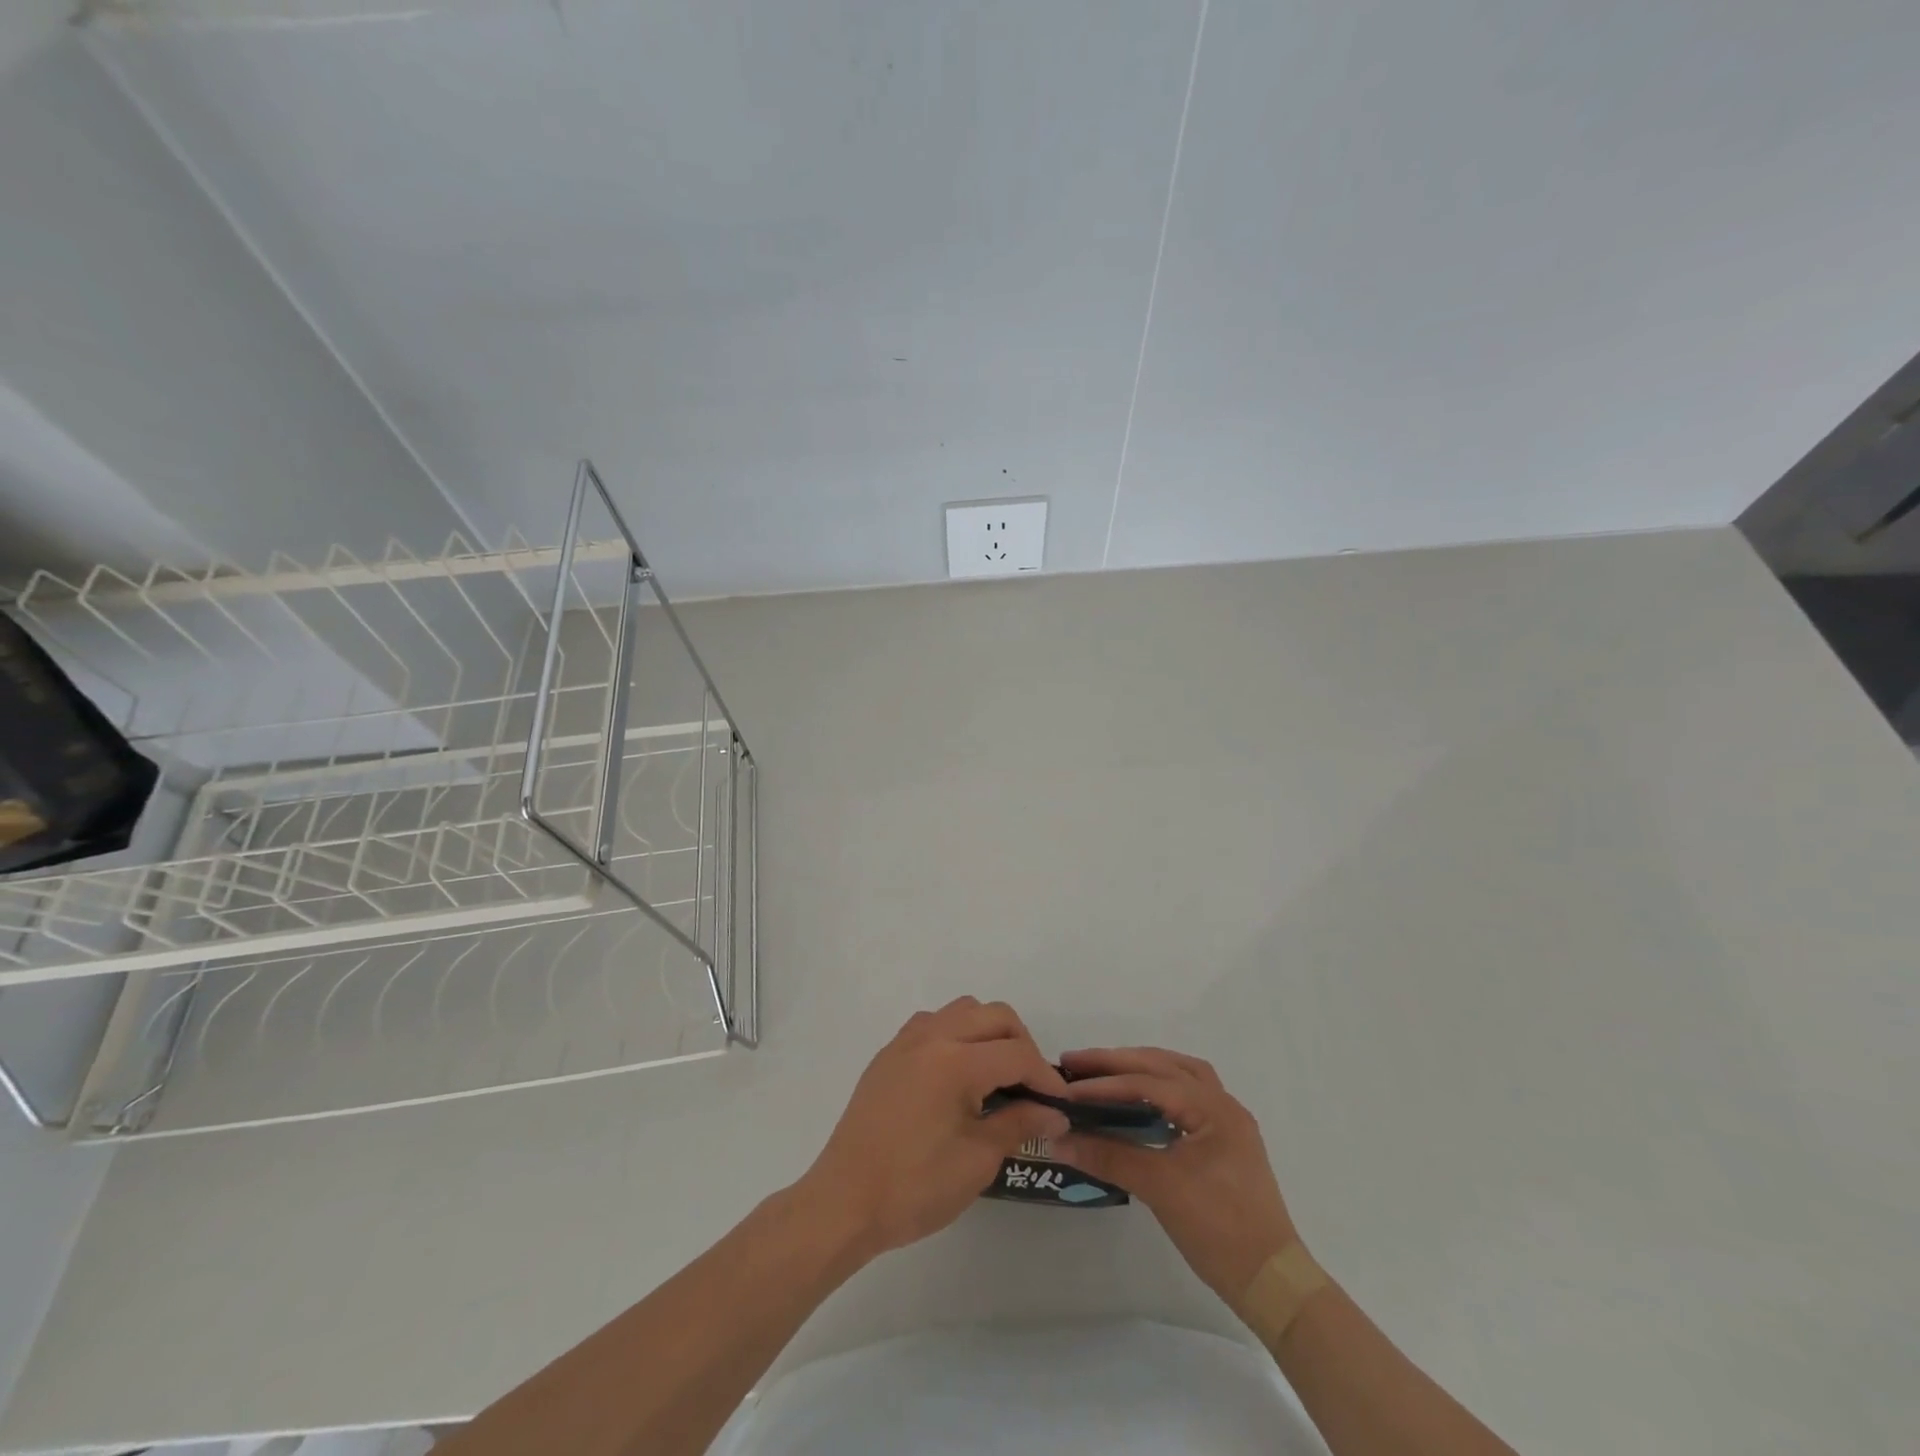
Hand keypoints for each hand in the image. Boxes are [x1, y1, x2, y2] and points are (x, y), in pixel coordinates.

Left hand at [795, 997, 1070, 1259]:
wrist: (844, 1202)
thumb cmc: (914, 1187)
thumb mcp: (977, 1161)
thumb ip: (1019, 1125)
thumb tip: (1055, 1113)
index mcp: (956, 1061)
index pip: (1017, 1053)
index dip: (1045, 1077)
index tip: (1060, 1104)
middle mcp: (932, 1037)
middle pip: (994, 1016)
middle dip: (1021, 1044)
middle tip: (1030, 1087)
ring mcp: (906, 1041)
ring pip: (963, 1010)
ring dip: (988, 1032)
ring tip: (996, 1075)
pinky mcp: (889, 1053)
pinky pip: (933, 1023)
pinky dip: (956, 1035)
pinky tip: (958, 1074)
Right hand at [1051, 1046, 1298, 1303]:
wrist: (1272, 1282)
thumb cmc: (1219, 1229)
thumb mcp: (1160, 1189)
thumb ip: (1109, 1157)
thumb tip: (1059, 1139)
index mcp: (1213, 1108)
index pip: (1148, 1083)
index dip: (1104, 1084)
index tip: (1066, 1087)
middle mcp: (1223, 1104)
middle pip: (1164, 1066)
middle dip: (1118, 1062)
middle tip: (1077, 1063)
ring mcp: (1227, 1123)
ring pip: (1179, 1075)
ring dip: (1141, 1068)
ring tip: (1106, 1071)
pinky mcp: (1224, 1143)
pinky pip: (1187, 1096)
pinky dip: (1158, 1088)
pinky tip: (1139, 1100)